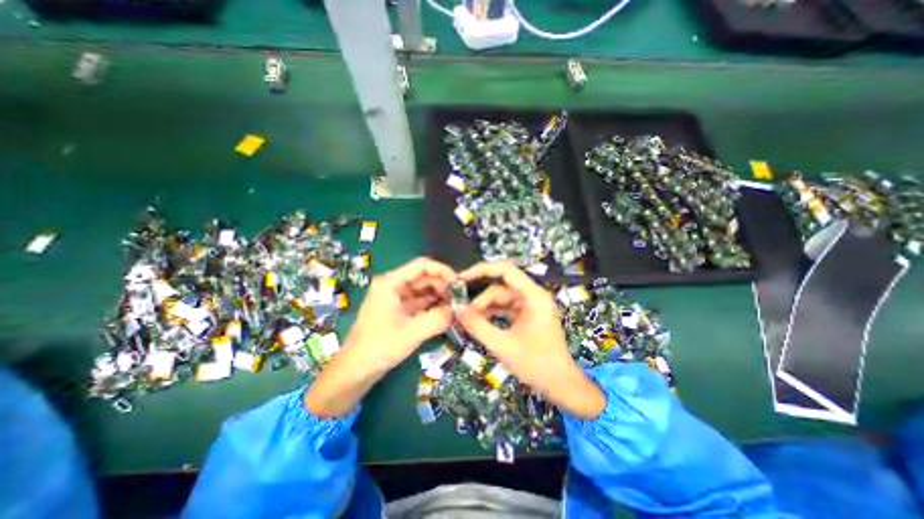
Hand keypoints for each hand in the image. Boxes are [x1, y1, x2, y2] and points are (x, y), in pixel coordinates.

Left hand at [306, 258, 454, 419]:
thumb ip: (437, 319)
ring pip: (423, 289)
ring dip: (439, 295)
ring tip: (456, 306)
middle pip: (424, 276)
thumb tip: (459, 309)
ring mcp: (396, 298)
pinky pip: (420, 301)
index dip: (443, 271)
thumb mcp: (411, 333)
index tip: (459, 283)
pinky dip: (433, 305)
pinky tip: (445, 312)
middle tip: (460, 299)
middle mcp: (393, 285)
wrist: (355, 371)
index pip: (422, 265)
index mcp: (391, 282)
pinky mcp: (399, 310)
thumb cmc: (379, 347)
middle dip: (443, 285)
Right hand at [454, 261, 606, 418]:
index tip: (462, 279)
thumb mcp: (502, 345)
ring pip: (502, 298)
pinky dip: (493, 313)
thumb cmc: (536, 365)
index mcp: (533, 296)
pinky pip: (506, 308)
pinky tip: (480, 323)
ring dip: (485, 307)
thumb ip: (477, 326)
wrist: (561, 385)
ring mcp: (531, 305)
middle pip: (501, 286)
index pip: (505, 270)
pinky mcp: (528, 315)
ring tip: (469, 320)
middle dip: (481, 299)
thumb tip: (456, 309)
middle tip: (463, 313)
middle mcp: (533, 295)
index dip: (482, 270)